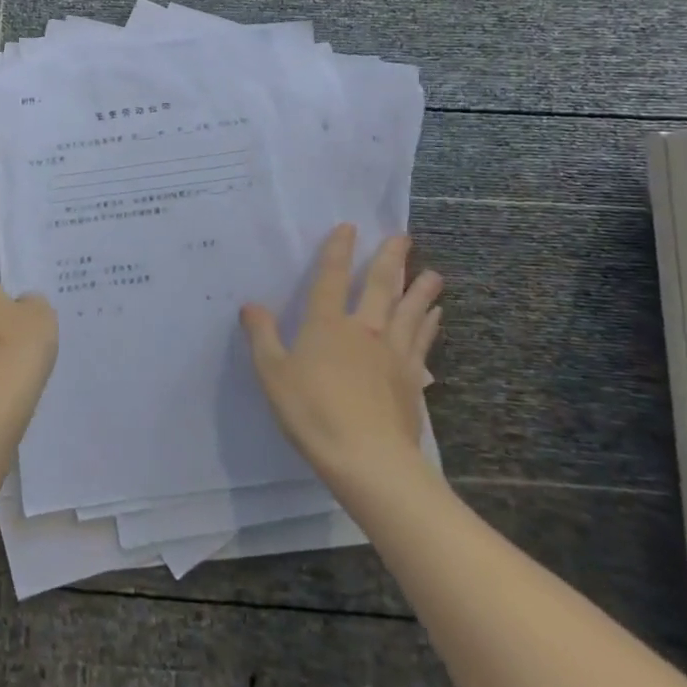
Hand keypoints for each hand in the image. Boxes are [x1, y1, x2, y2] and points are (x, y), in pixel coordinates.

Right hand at [241, 224, 442, 481]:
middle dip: (390, 259)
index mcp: (327, 324)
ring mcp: (392, 353)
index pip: (331, 277)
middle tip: (404, 237)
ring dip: (421, 290)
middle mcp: (364, 329)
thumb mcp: (273, 374)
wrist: (369, 459)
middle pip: (380, 286)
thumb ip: (263, 337)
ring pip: (409, 311)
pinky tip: (435, 318)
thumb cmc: (313, 412)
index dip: (338, 250)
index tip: (348, 227)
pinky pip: (422, 342)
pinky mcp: (412, 379)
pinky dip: (429, 326)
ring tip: (433, 274)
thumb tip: (251, 304)